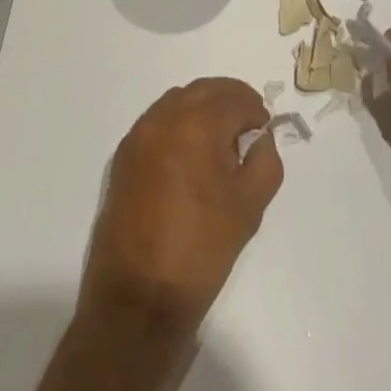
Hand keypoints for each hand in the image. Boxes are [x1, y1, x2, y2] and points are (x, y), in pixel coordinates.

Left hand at [79, 78, 283, 334]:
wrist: (138, 301)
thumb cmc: (200, 250)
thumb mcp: (250, 206)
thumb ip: (265, 160)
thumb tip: (260, 139)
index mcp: (198, 123)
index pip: (237, 98)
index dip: (256, 112)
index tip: (263, 133)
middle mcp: (165, 117)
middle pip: (207, 90)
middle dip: (231, 102)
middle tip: (246, 129)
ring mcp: (140, 134)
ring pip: (180, 100)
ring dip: (203, 109)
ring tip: (218, 143)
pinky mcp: (124, 156)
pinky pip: (158, 121)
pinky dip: (178, 124)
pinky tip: (188, 157)